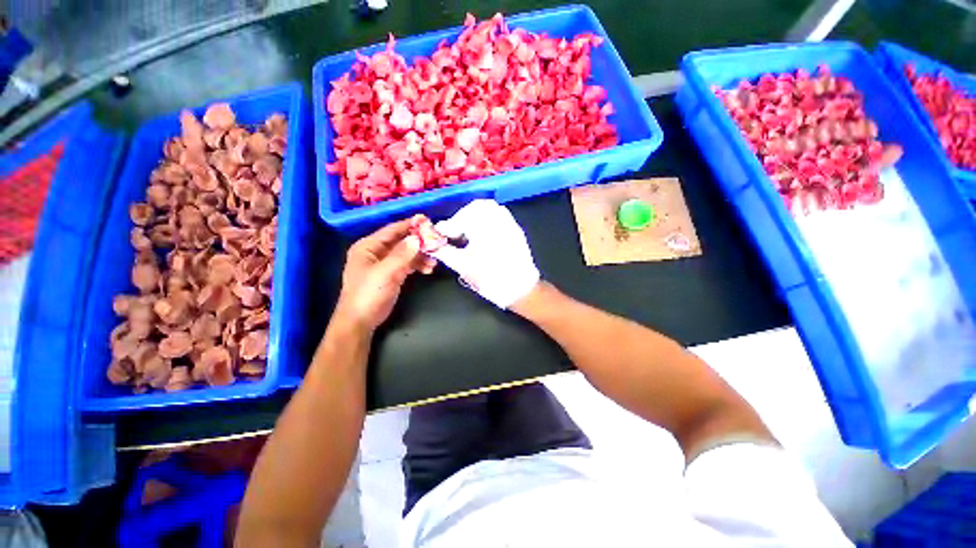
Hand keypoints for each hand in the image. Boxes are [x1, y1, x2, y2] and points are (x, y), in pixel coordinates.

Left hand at [333, 217, 435, 332]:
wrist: (361, 321)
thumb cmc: (369, 294)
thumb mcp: (386, 272)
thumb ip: (402, 255)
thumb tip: (417, 238)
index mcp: (368, 247)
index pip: (392, 230)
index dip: (410, 225)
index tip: (427, 220)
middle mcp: (375, 252)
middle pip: (401, 241)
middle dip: (419, 242)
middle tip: (437, 241)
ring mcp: (384, 264)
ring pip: (406, 253)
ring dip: (421, 256)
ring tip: (435, 260)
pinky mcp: (391, 275)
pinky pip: (407, 265)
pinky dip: (418, 265)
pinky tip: (428, 269)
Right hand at [431, 200, 539, 308]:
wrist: (520, 289)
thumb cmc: (490, 277)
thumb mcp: (462, 265)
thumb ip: (444, 252)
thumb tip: (431, 245)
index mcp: (483, 225)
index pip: (459, 219)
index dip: (447, 227)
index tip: (440, 235)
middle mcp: (498, 219)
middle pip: (475, 208)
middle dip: (461, 218)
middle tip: (454, 233)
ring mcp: (510, 223)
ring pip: (490, 209)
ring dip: (475, 217)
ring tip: (468, 234)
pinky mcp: (516, 231)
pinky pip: (500, 216)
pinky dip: (488, 221)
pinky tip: (483, 235)